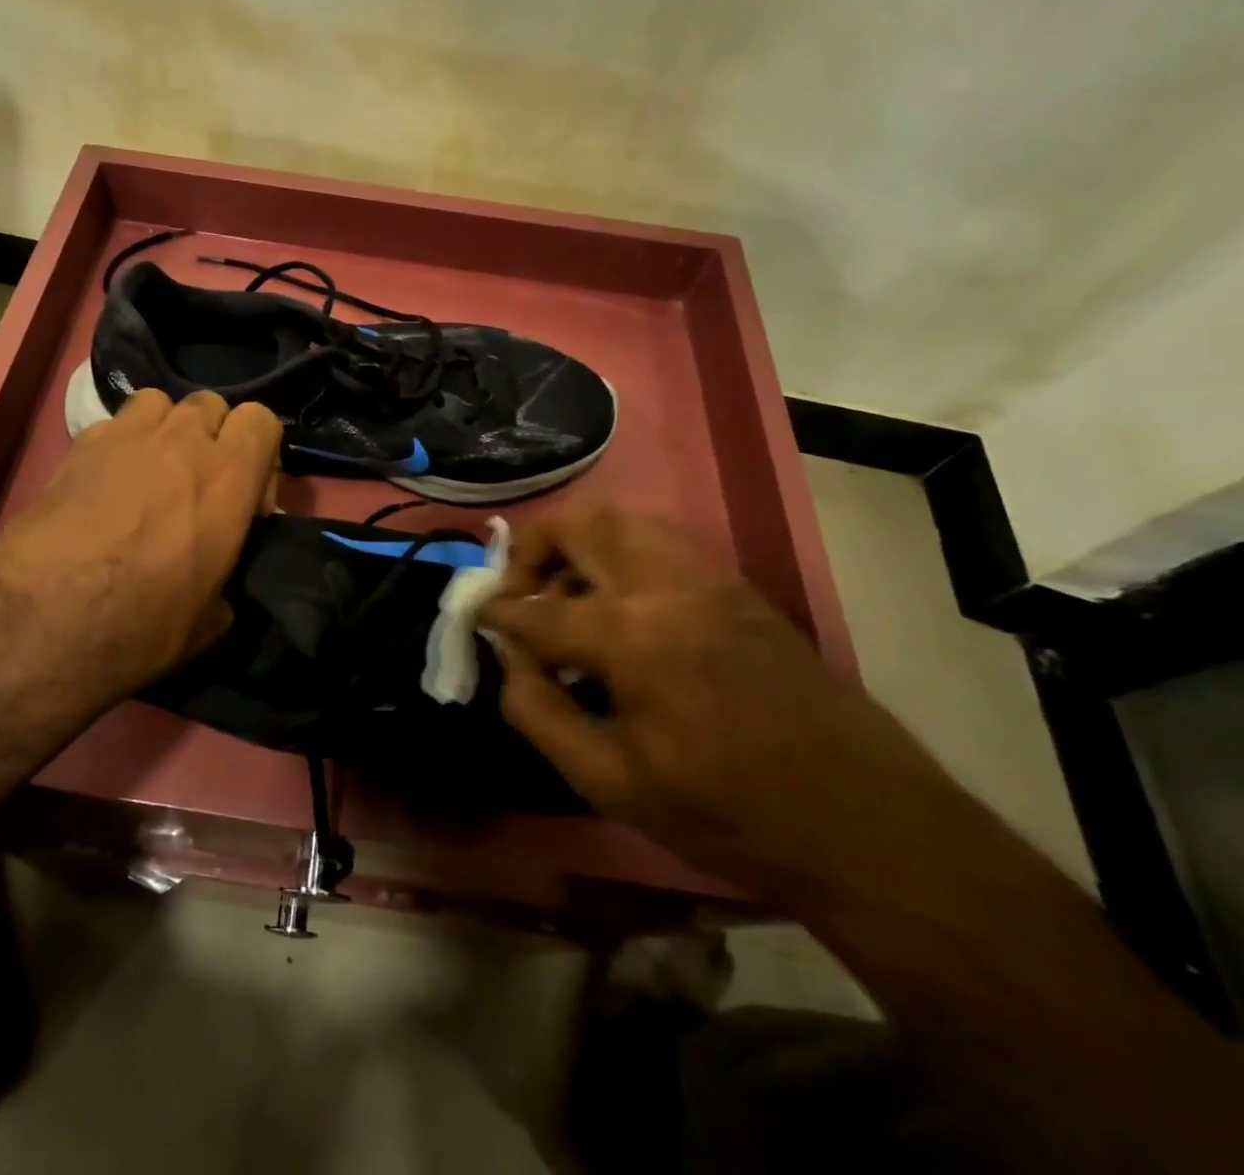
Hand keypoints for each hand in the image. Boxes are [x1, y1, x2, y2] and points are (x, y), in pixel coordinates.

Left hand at [0, 389, 280, 713]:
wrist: (46, 621)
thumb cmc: (143, 625)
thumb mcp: (210, 620)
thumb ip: (226, 581)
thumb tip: (218, 588)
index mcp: (228, 478)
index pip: (262, 421)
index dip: (261, 453)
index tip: (247, 498)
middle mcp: (183, 443)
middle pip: (212, 404)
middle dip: (213, 436)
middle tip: (199, 483)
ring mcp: (127, 437)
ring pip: (160, 402)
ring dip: (165, 429)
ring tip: (152, 471)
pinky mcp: (79, 445)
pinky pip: (112, 425)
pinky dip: (119, 445)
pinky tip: (105, 484)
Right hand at [481, 505, 955, 902]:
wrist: (867, 826)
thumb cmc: (729, 815)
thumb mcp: (612, 784)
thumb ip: (540, 715)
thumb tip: (511, 664)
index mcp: (634, 637)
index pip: (538, 610)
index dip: (498, 616)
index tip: (478, 619)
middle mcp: (670, 587)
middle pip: (583, 527)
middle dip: (533, 548)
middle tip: (517, 588)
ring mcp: (713, 581)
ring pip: (627, 521)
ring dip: (581, 543)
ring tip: (565, 592)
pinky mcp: (741, 590)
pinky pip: (664, 543)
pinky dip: (623, 553)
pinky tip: (620, 605)